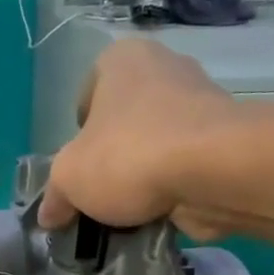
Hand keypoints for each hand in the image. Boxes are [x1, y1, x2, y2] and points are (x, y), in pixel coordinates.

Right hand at [37, 38, 244, 239]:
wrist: (215, 170)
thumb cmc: (129, 155)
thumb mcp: (69, 178)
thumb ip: (55, 195)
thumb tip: (49, 215)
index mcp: (121, 59)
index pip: (86, 96)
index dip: (79, 136)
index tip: (80, 166)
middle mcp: (164, 66)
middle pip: (124, 121)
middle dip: (113, 158)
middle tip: (102, 194)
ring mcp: (200, 99)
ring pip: (156, 144)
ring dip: (144, 176)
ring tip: (131, 211)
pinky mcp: (224, 137)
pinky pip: (185, 164)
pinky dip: (173, 187)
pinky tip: (161, 213)